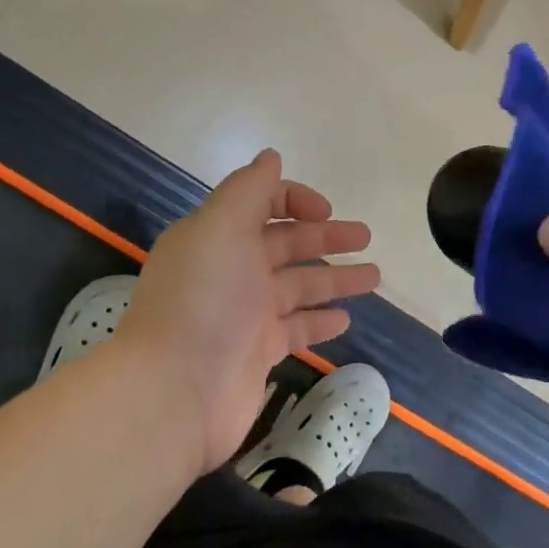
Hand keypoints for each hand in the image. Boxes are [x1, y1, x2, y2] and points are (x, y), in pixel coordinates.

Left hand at [115, 150, 380, 472]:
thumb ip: (249, 189)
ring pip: (300, 286)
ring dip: (335, 278)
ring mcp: (245, 314)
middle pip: (287, 244)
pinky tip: (345, 319)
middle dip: (326, 237)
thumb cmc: (203, 299)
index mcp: (218, 235)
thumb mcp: (220, 227)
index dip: (295, 200)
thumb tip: (270, 156)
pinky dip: (320, 321)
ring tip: (374, 277)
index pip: (261, 204)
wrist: (174, 391)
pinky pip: (297, 329)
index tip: (326, 212)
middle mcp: (232, 270)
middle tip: (366, 237)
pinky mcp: (258, 353)